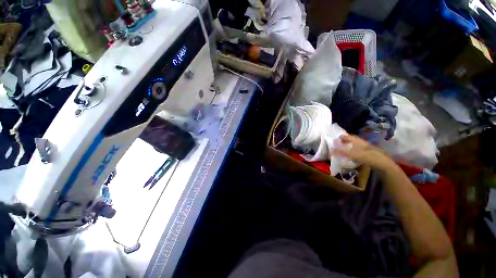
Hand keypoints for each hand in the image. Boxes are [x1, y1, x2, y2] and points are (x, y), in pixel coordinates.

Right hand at [331, 135, 393, 170]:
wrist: (385, 165)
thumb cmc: (369, 157)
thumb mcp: (354, 154)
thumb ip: (342, 152)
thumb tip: (331, 151)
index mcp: (360, 142)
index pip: (350, 137)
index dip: (343, 137)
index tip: (336, 139)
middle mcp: (364, 144)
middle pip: (353, 141)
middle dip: (346, 142)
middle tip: (339, 144)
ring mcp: (368, 150)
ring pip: (357, 147)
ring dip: (350, 148)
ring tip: (344, 151)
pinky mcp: (370, 156)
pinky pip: (359, 152)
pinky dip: (354, 153)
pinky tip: (352, 157)